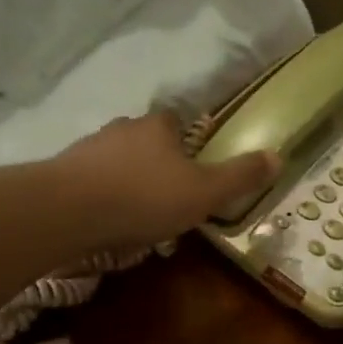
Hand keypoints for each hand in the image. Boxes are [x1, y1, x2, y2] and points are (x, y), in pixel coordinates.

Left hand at [52, 111, 279, 247]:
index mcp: (159, 126)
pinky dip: (103, 196)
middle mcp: (123, 128)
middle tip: (169, 197)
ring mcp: (89, 148)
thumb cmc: (146, 196)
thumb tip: (279, 155)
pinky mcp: (63, 172)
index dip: (188, 143)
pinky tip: (108, 220)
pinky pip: (92, 181)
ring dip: (128, 181)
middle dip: (157, 164)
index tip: (194, 168)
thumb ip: (241, 176)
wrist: (69, 210)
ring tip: (138, 215)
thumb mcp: (205, 191)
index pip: (178, 122)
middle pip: (147, 141)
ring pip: (118, 161)